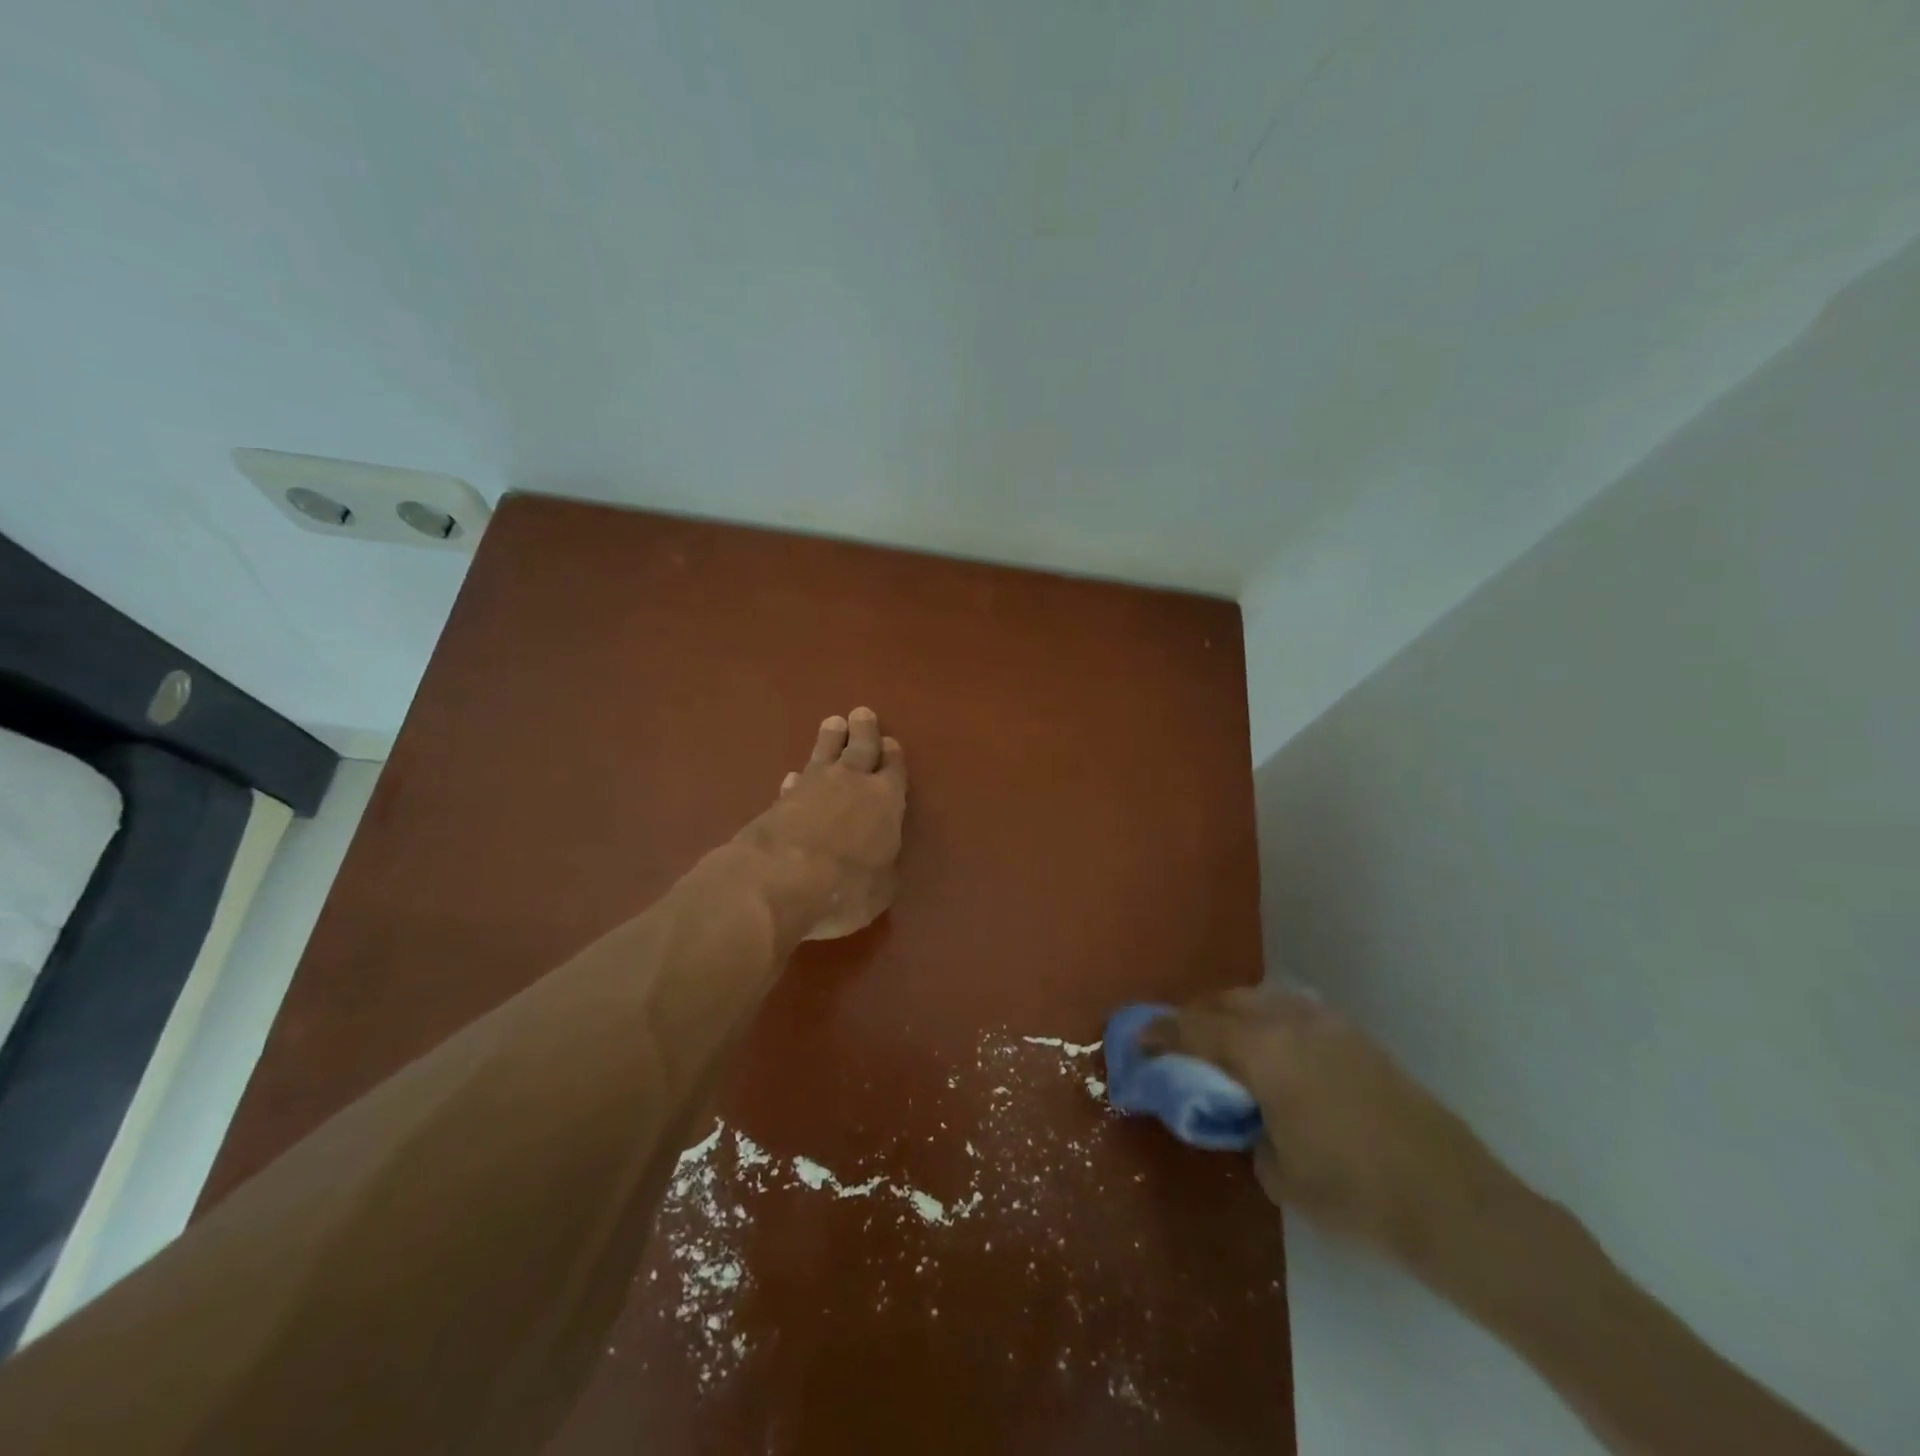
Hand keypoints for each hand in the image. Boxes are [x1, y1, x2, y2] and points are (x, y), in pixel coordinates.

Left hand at [736, 708, 907, 940]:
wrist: (779, 879)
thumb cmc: (845, 887)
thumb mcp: (880, 889)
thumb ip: (882, 869)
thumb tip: (879, 862)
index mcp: (886, 800)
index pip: (894, 770)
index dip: (893, 756)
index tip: (891, 743)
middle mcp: (852, 784)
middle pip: (860, 748)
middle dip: (863, 731)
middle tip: (861, 714)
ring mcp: (812, 788)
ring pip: (825, 755)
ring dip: (829, 740)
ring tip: (832, 723)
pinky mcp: (780, 800)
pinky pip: (796, 781)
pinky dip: (799, 778)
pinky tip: (795, 777)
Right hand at [1145, 989, 1520, 1275]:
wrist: (1452, 1200)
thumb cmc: (1354, 1192)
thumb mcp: (1280, 1173)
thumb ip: (1250, 1132)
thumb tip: (1252, 1120)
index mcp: (1263, 1050)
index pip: (1196, 1028)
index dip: (1162, 1031)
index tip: (1138, 1037)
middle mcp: (1291, 1022)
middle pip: (1227, 1001)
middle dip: (1196, 1015)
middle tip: (1179, 1040)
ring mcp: (1328, 1024)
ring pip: (1262, 999)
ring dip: (1233, 1014)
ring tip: (1224, 1043)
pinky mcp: (1356, 1037)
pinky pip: (1293, 1012)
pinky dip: (1268, 1021)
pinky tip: (1273, 1052)